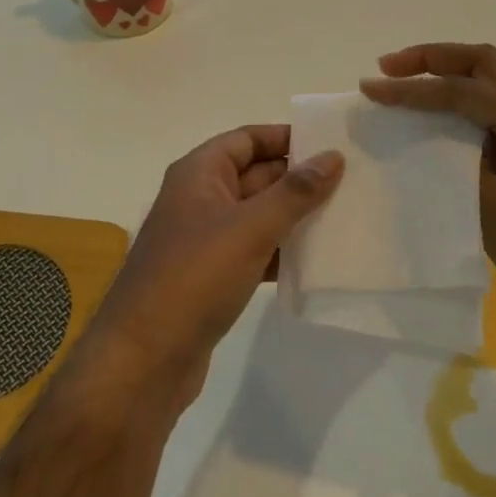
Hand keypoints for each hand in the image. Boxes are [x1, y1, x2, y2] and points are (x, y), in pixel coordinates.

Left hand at [75, 125, 343, 410]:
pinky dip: (281, 252)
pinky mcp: (211, 277)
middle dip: (297, 179)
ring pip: (257, 216)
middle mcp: (199, 198)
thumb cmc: (195, 277)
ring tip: (344, 218)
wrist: (145, 358)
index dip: (285, 137)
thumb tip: (332, 156)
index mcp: (199, 173)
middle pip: (255, 175)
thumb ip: (294, 192)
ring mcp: (204, 240)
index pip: (246, 139)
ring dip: (294, 217)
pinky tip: (316, 262)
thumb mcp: (250, 228)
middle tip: (350, 182)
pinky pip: (254, 251)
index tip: (330, 144)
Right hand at [360, 43, 495, 366]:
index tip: (369, 86)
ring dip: (452, 76)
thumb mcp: (493, 210)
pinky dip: (469, 103)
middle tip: (388, 68)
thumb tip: (423, 134)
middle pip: (484, 65)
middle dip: (434, 59)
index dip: (411, 88)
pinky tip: (443, 118)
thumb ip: (455, 162)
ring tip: (407, 83)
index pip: (463, 90)